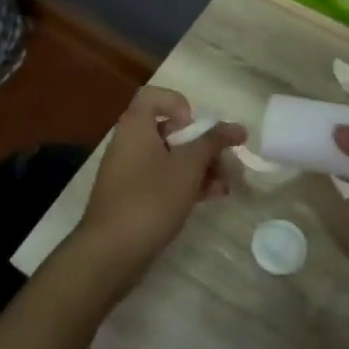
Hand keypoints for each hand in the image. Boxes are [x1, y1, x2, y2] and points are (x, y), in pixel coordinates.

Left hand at [72, 86, 244, 278]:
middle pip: (169, 130)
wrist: (110, 252)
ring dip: (200, 167)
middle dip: (202, 144)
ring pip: (170, 158)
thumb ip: (213, 143)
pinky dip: (186, 183)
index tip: (195, 128)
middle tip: (225, 162)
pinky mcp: (132, 197)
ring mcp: (129, 171)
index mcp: (135, 126)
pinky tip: (212, 197)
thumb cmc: (150, 199)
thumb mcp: (188, 167)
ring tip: (226, 185)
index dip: (179, 104)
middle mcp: (129, 142)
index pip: (154, 96)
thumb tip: (237, 127)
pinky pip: (162, 179)